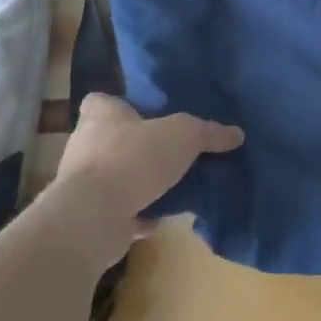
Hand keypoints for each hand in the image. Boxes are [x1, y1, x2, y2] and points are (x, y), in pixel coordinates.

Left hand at [55, 93, 242, 223]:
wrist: (92, 218)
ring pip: (116, 177)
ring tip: (172, 185)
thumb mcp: (184, 135)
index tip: (142, 113)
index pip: (100, 101)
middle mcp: (85, 146)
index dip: (119, 105)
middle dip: (136, 146)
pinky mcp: (88, 217)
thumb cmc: (133, 159)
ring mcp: (82, 185)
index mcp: (100, 117)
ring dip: (139, 183)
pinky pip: (119, 211)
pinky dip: (138, 214)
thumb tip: (237, 134)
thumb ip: (209, 132)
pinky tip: (162, 216)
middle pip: (110, 140)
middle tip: (169, 151)